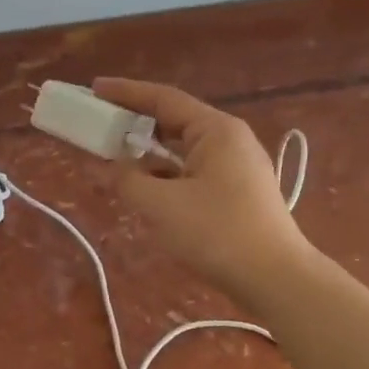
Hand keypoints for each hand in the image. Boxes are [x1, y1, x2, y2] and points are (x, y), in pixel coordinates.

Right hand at [93, 78, 314, 304]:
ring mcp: (236, 169)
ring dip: (149, 156)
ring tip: (114, 162)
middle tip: (99, 127)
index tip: (94, 89)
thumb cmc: (217, 233)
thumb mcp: (161, 206)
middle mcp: (229, 141)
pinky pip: (192, 174)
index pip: (164, 99)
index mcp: (216, 130)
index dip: (126, 93)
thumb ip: (128, 180)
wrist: (274, 279)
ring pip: (183, 153)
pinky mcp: (237, 195)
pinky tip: (145, 192)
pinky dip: (165, 178)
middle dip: (135, 125)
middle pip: (174, 123)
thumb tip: (115, 167)